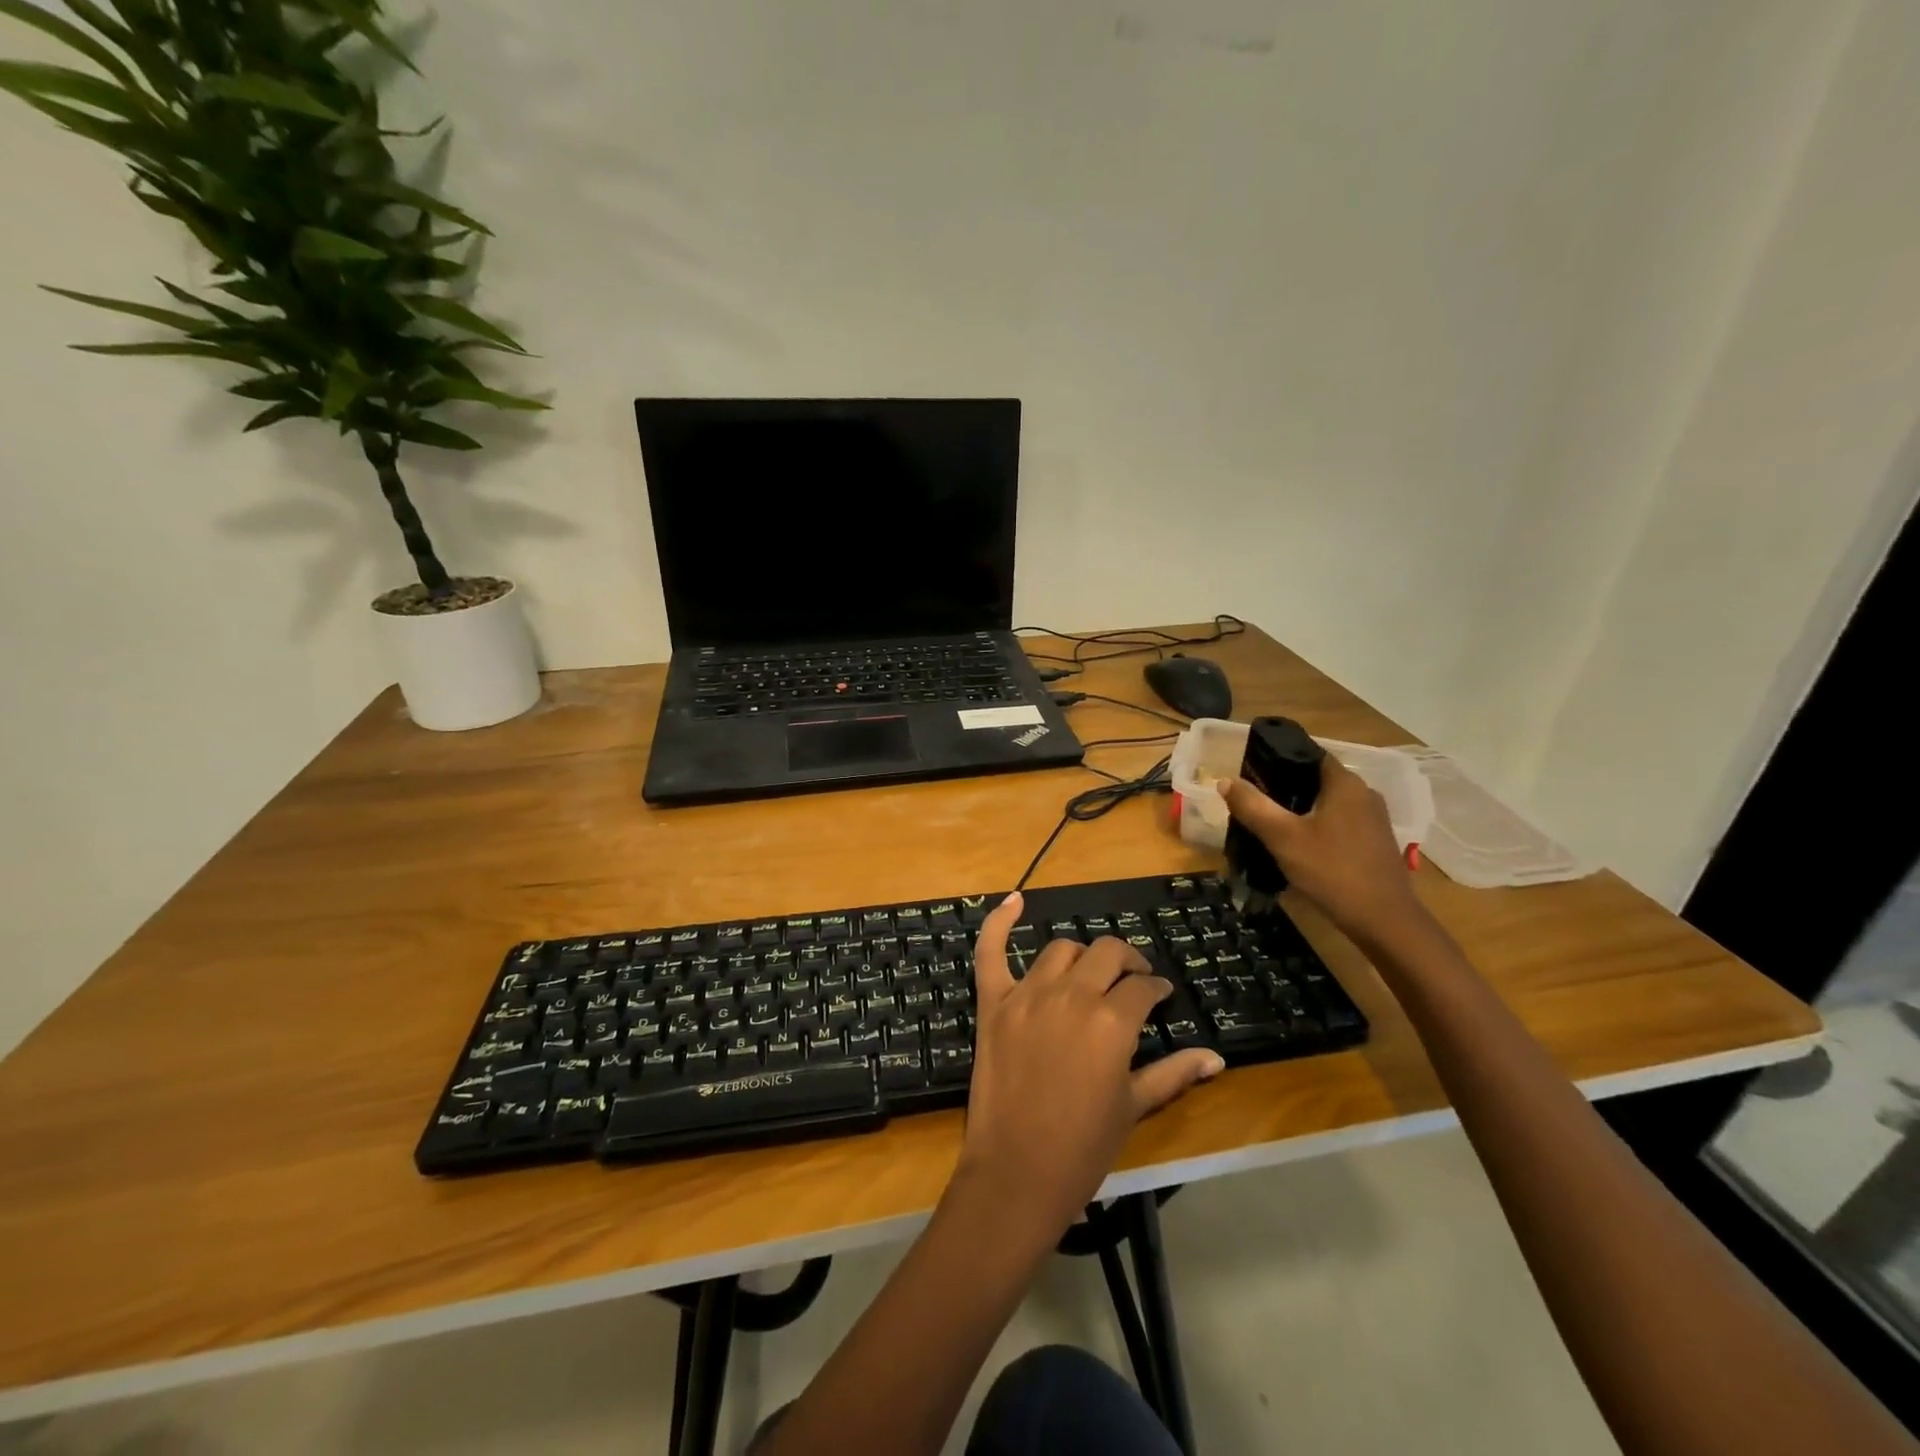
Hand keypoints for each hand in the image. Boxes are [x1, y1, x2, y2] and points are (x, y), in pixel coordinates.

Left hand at [956, 893, 1223, 1234]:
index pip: (1142, 986)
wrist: (1016, 1173)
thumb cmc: (1083, 1147)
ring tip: (1090, 972)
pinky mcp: (993, 1003)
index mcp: (1112, 1022)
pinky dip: (999, 922)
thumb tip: (1217, 1058)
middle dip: (1127, 962)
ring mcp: (1027, 995)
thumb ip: (1174, 1073)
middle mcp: (1071, 995)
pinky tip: (1013, 901)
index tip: (1159, 996)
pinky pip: (990, 951)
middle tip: (1132, 979)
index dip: (1155, 988)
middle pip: (1107, 954)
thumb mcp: (1134, 1107)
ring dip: (1082, 956)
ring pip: (1061, 950)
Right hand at [1222, 755, 1422, 943]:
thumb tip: (1225, 780)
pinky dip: (1318, 827)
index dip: (1279, 759)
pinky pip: (1340, 823)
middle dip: (1285, 787)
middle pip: (1317, 779)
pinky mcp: (1375, 843)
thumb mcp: (1282, 837)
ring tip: (1270, 823)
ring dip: (1301, 809)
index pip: (1309, 754)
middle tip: (1254, 800)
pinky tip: (1298, 845)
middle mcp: (1364, 794)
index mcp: (1345, 783)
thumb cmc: (1332, 870)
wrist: (1383, 920)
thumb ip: (1253, 806)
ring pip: (1329, 803)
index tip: (1251, 771)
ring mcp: (1373, 820)